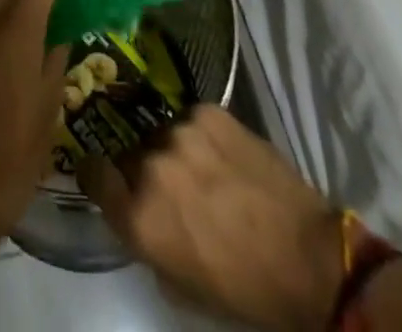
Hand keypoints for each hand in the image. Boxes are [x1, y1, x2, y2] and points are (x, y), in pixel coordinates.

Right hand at [80, 106, 341, 331]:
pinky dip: (201, 135)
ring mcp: (180, 132)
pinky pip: (190, 118)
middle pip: (130, 154)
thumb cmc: (244, 289)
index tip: (104, 174)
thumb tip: (135, 210)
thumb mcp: (180, 284)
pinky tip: (223, 155)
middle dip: (143, 168)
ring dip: (174, 150)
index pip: (91, 172)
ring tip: (204, 170)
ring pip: (162, 133)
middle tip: (172, 186)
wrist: (310, 260)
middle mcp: (151, 166)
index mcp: (139, 216)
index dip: (96, 173)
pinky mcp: (208, 111)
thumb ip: (146, 239)